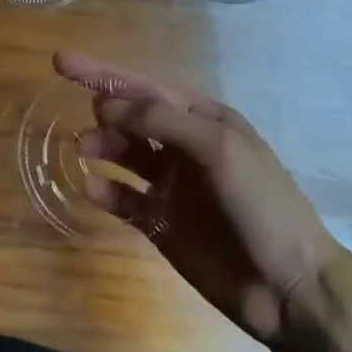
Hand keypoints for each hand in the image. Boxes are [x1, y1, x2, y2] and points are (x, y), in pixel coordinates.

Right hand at [54, 52, 343, 344]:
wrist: (292, 290)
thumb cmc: (262, 205)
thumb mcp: (219, 148)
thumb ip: (162, 119)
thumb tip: (106, 105)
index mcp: (202, 120)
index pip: (143, 87)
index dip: (102, 73)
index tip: (60, 61)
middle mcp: (183, 147)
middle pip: (129, 117)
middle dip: (103, 111)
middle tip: (91, 122)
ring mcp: (171, 186)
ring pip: (122, 154)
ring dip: (100, 147)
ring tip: (83, 150)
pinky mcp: (161, 223)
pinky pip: (123, 198)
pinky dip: (104, 190)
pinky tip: (91, 188)